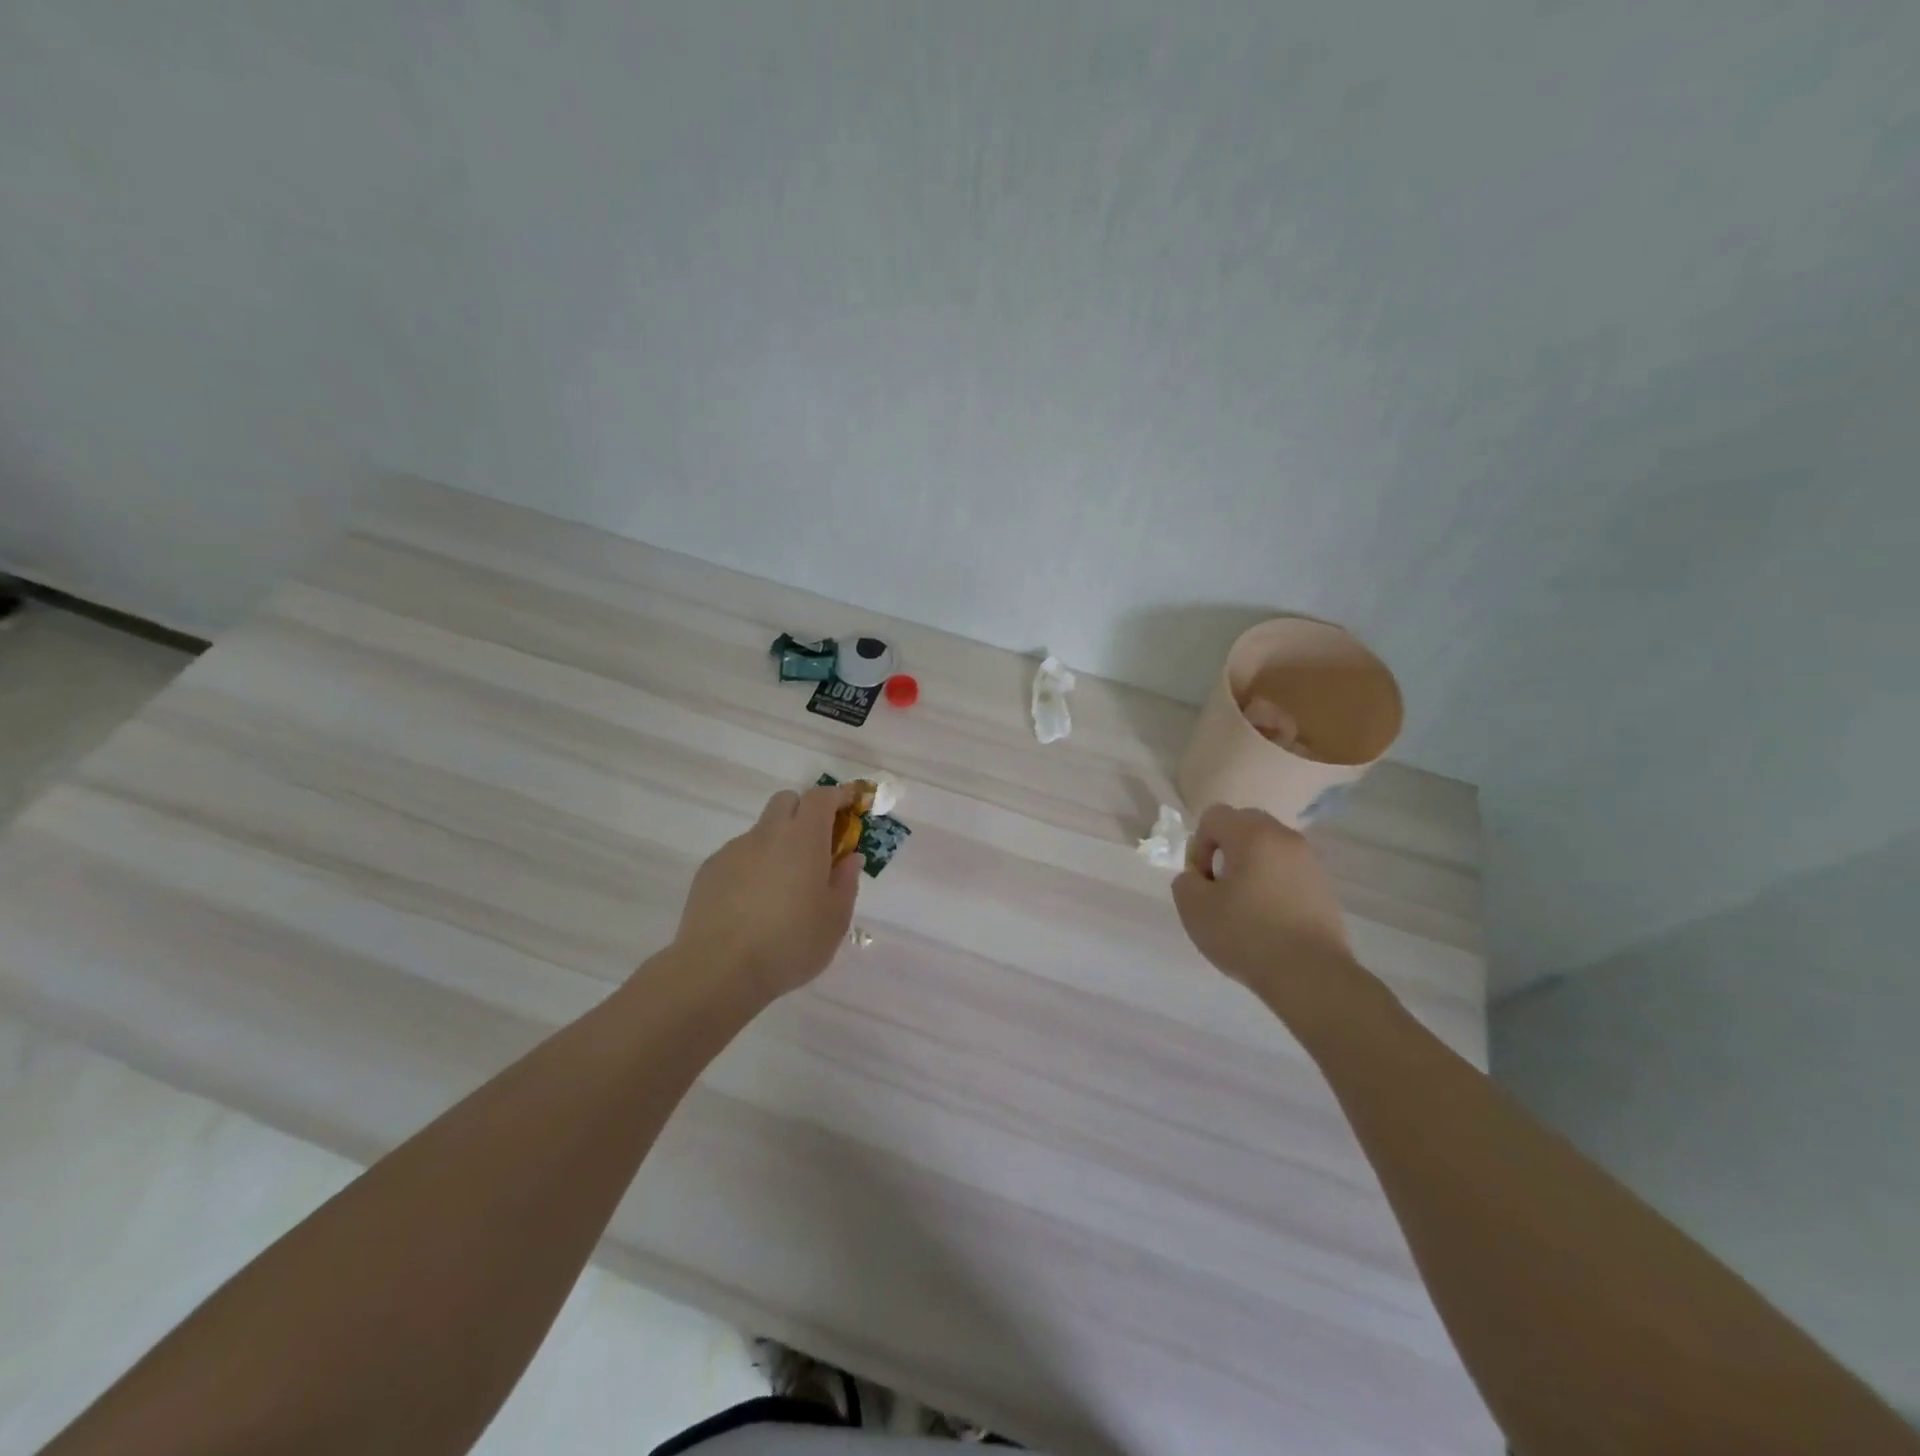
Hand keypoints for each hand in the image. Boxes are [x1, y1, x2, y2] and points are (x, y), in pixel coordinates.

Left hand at [673, 784, 864, 1000]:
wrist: (719, 970)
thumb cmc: (790, 943)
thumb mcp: (836, 919)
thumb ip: (846, 881)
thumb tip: (848, 858)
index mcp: (804, 838)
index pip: (822, 797)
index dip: (838, 796)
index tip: (850, 806)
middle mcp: (767, 834)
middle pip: (787, 801)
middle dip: (805, 812)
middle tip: (816, 846)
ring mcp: (734, 850)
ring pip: (762, 831)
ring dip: (778, 844)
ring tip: (782, 889)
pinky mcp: (709, 870)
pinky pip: (739, 856)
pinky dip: (752, 867)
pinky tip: (752, 905)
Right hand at [1172, 805, 1353, 1002]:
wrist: (1310, 976)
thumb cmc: (1246, 934)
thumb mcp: (1193, 908)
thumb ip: (1186, 881)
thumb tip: (1200, 878)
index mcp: (1252, 834)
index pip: (1214, 817)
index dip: (1198, 845)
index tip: (1201, 881)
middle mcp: (1285, 838)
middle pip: (1244, 825)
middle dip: (1224, 850)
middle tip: (1218, 887)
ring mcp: (1310, 862)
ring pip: (1268, 849)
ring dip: (1250, 866)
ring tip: (1243, 906)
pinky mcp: (1324, 888)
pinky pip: (1288, 871)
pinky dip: (1272, 884)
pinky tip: (1268, 919)